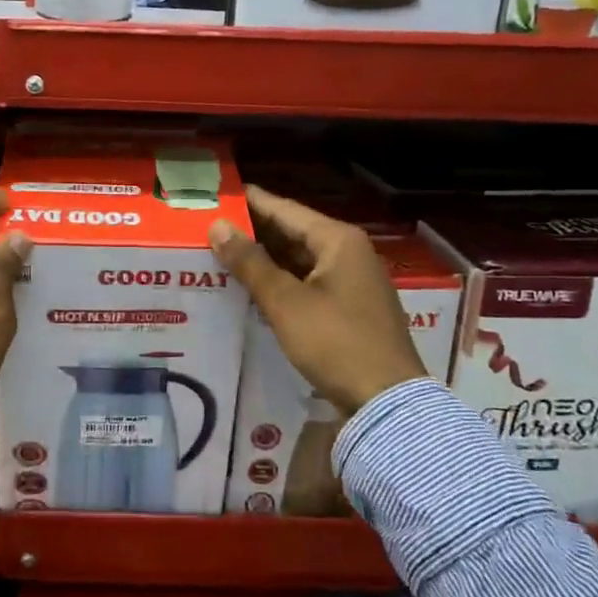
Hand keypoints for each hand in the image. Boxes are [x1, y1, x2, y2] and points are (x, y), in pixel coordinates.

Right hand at [209, 185, 420, 415]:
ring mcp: (352, 280)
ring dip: (264, 258)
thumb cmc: (336, 342)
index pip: (284, 209)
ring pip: (299, 259)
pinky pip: (307, 281)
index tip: (215, 195)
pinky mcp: (349, 307)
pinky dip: (280, 280)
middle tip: (210, 227)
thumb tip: (217, 226)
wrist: (387, 401)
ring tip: (221, 254)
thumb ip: (250, 262)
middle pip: (292, 232)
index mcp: (338, 240)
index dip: (249, 202)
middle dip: (253, 232)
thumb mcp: (286, 302)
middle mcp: (348, 252)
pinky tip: (251, 286)